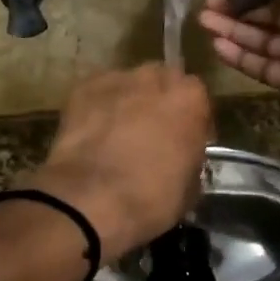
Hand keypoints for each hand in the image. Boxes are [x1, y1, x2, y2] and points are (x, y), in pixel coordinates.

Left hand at [22, 64, 211, 261]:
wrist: (91, 200)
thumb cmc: (151, 198)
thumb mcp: (190, 187)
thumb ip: (190, 158)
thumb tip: (180, 158)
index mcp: (189, 99)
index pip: (197, 97)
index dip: (191, 119)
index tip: (185, 140)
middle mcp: (154, 79)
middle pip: (161, 82)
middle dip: (159, 102)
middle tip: (151, 132)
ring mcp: (116, 80)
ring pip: (128, 85)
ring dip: (128, 102)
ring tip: (118, 131)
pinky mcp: (82, 89)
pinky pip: (97, 93)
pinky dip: (98, 107)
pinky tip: (93, 132)